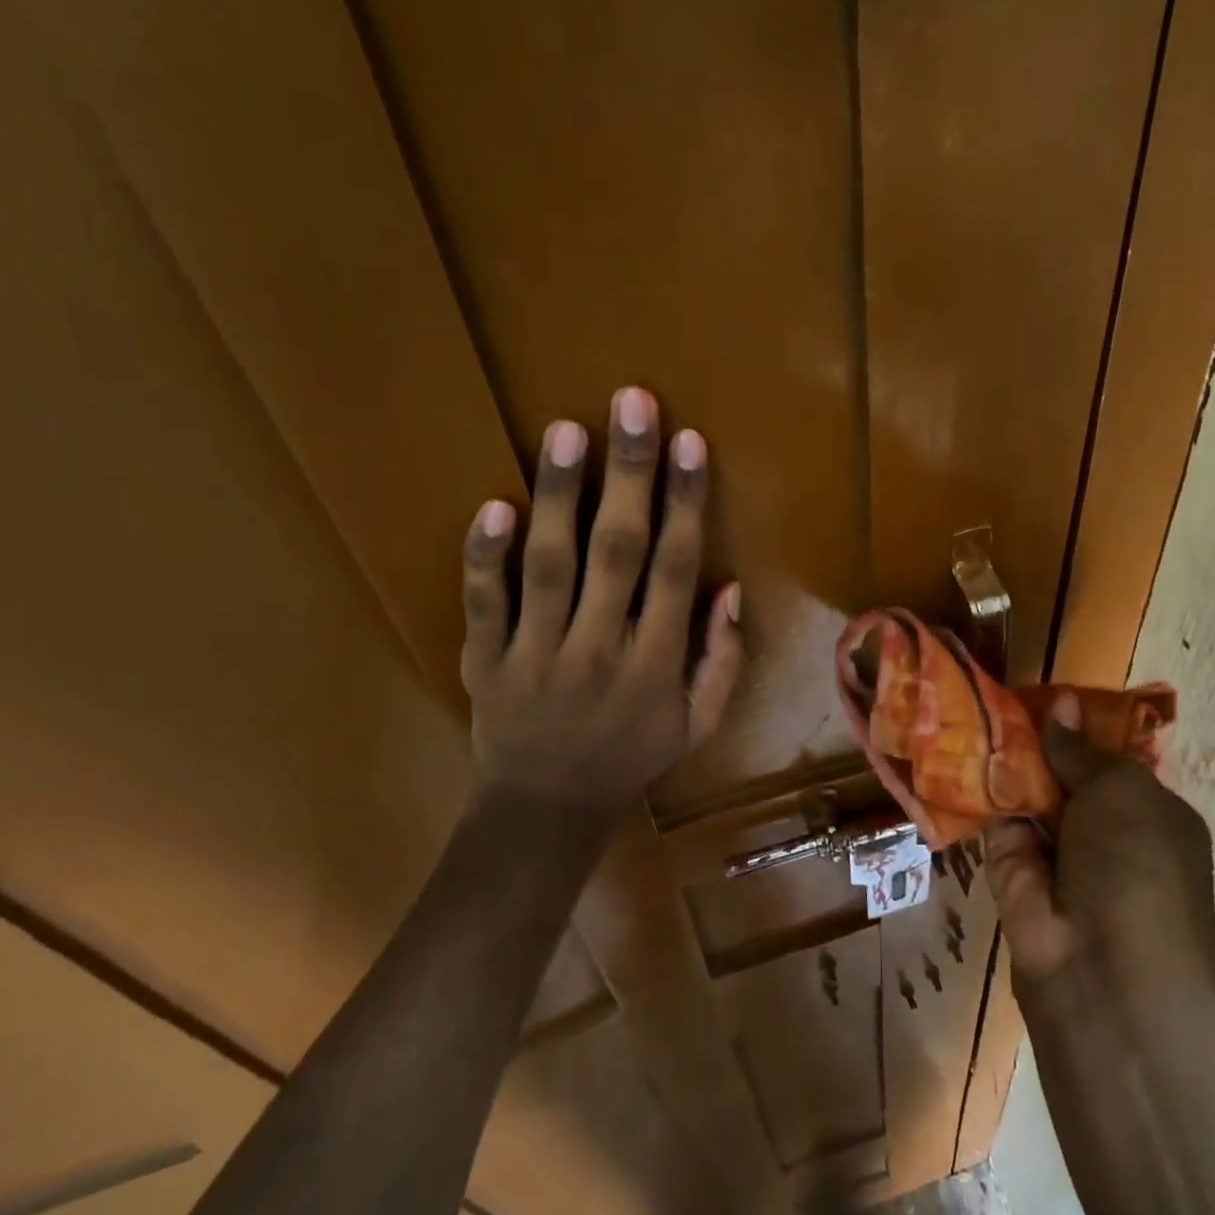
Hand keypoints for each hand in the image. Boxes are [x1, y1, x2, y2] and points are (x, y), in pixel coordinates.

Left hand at [459, 387, 744, 820]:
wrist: (544, 810)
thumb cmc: (631, 757)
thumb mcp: (698, 723)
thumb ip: (722, 658)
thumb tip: (731, 586)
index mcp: (655, 665)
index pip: (674, 570)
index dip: (685, 503)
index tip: (691, 443)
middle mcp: (599, 651)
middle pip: (617, 552)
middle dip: (629, 474)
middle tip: (632, 404)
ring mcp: (535, 654)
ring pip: (548, 565)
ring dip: (559, 495)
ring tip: (566, 430)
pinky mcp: (484, 660)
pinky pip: (483, 603)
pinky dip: (485, 556)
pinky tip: (495, 504)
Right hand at [985, 692, 1214, 1002]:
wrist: (1105, 969)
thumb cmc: (1137, 863)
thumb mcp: (1121, 790)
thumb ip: (1080, 749)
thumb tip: (1062, 703)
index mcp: (1147, 812)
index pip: (1107, 760)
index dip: (1076, 727)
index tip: (1040, 692)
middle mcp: (1102, 830)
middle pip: (1061, 773)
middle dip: (1032, 739)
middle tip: (993, 694)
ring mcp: (1055, 851)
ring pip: (1023, 792)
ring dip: (1000, 759)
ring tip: (965, 706)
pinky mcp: (1009, 868)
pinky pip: (992, 818)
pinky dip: (975, 788)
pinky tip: (950, 746)